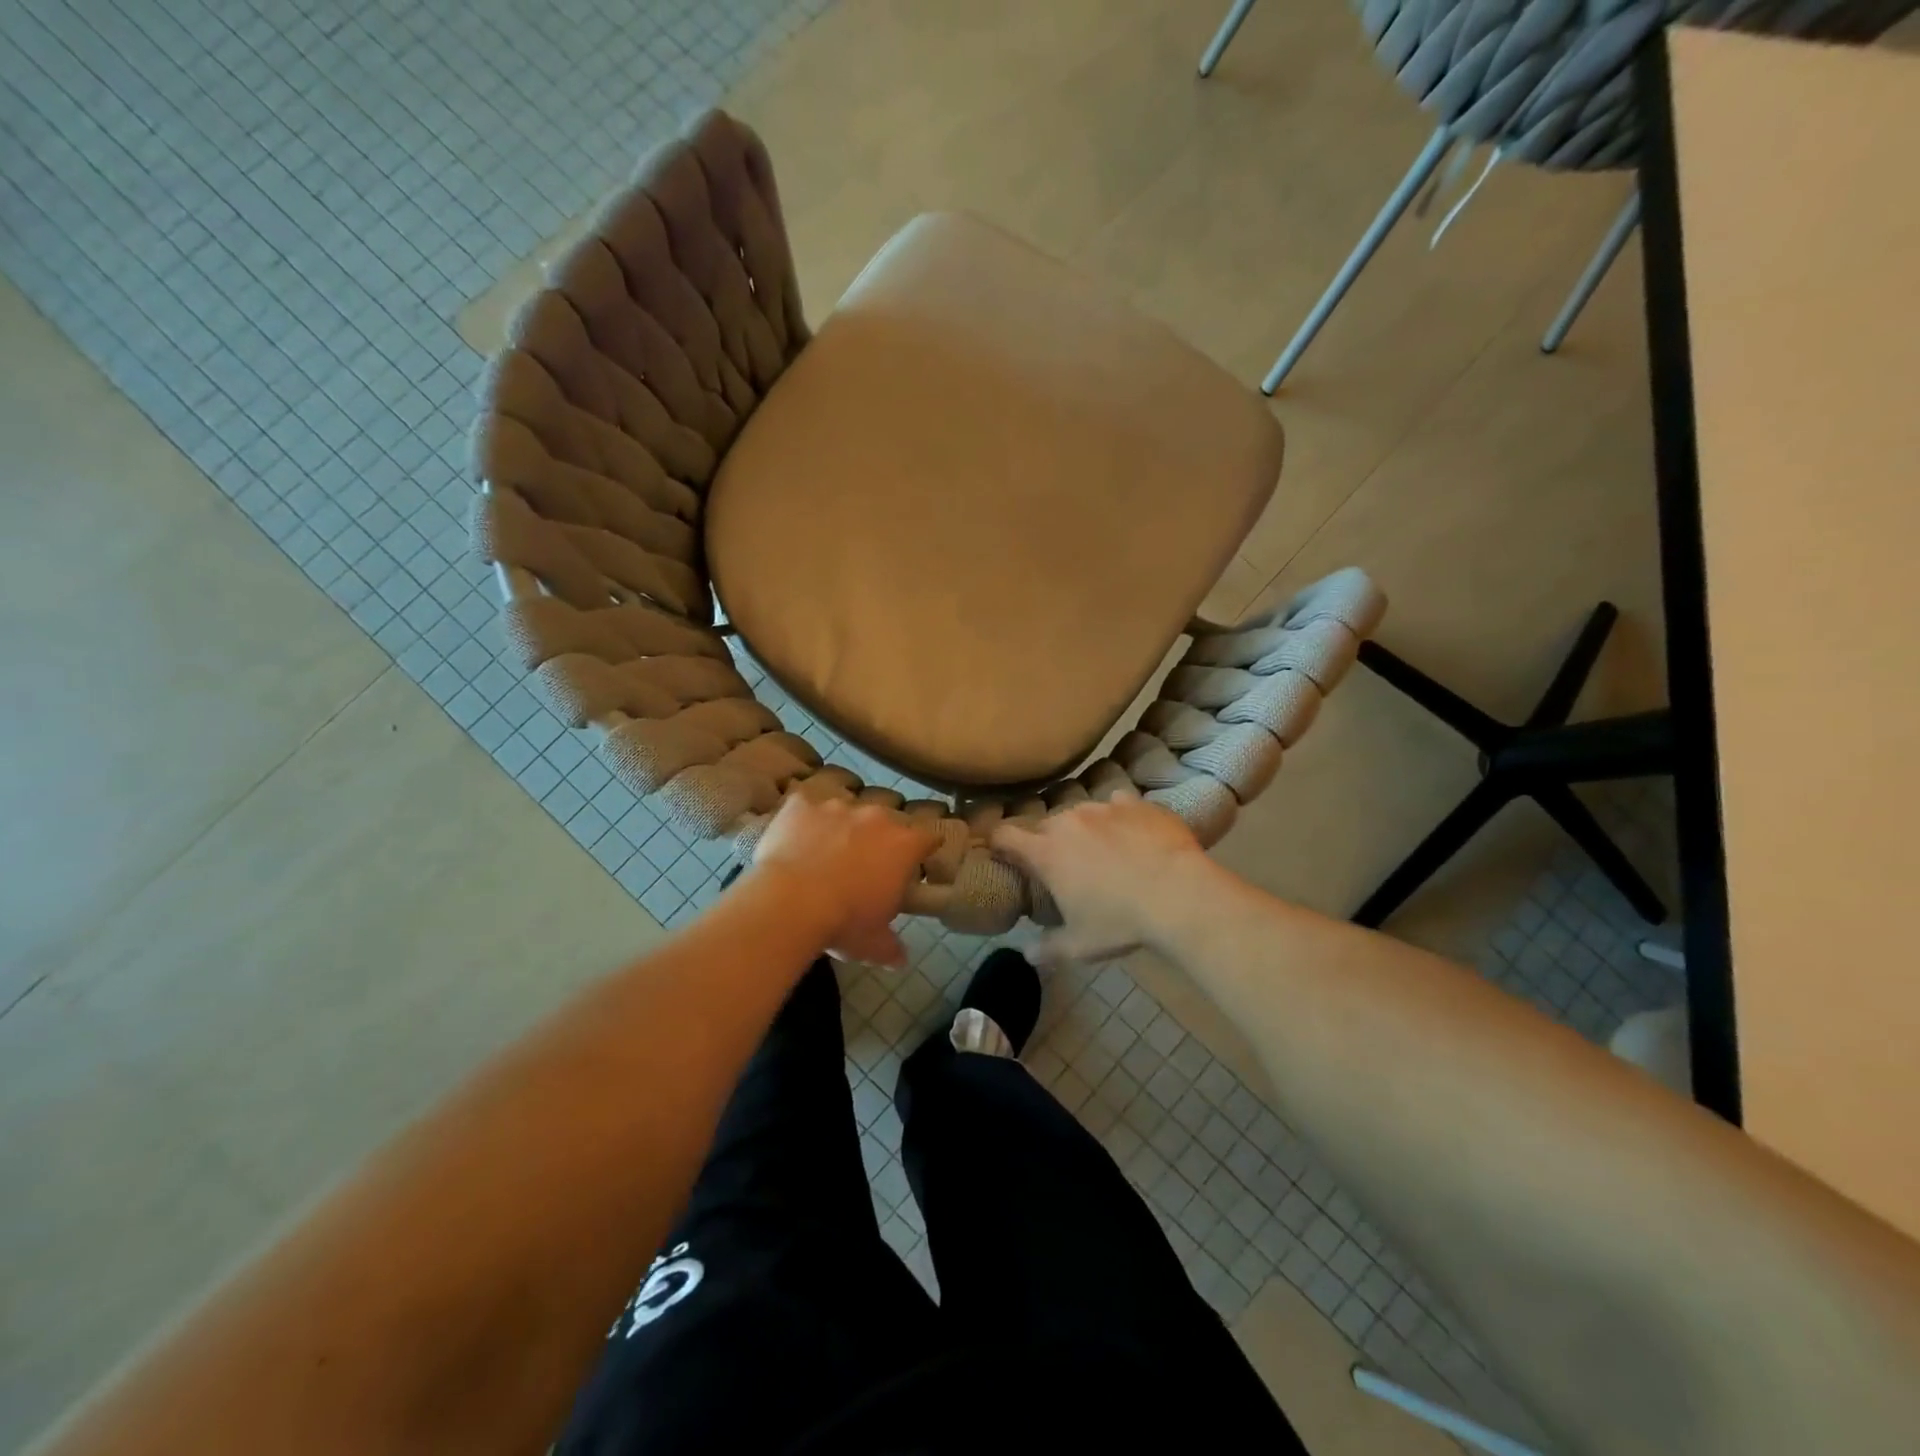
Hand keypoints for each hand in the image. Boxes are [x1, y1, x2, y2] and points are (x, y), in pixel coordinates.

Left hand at [751, 795, 937, 964]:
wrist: (789, 903)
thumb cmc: (844, 922)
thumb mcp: (873, 944)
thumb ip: (891, 947)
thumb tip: (899, 959)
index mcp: (903, 845)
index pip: (927, 838)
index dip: (923, 849)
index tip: (916, 861)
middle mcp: (875, 817)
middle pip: (886, 821)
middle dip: (878, 838)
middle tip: (864, 865)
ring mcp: (837, 806)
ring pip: (846, 812)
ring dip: (841, 828)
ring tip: (824, 853)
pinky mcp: (801, 805)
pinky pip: (805, 807)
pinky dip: (803, 821)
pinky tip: (793, 840)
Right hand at [991, 791, 1219, 964]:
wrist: (1180, 895)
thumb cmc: (1121, 922)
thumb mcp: (1080, 946)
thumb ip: (1048, 949)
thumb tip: (1028, 955)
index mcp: (1046, 852)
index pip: (1004, 836)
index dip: (999, 844)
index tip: (1004, 855)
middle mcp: (1069, 821)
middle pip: (1044, 825)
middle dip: (1046, 843)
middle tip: (1062, 866)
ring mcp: (1104, 807)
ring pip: (1081, 812)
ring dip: (1083, 829)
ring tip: (1102, 850)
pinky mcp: (1137, 803)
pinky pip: (1118, 804)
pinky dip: (1119, 818)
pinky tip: (1133, 835)